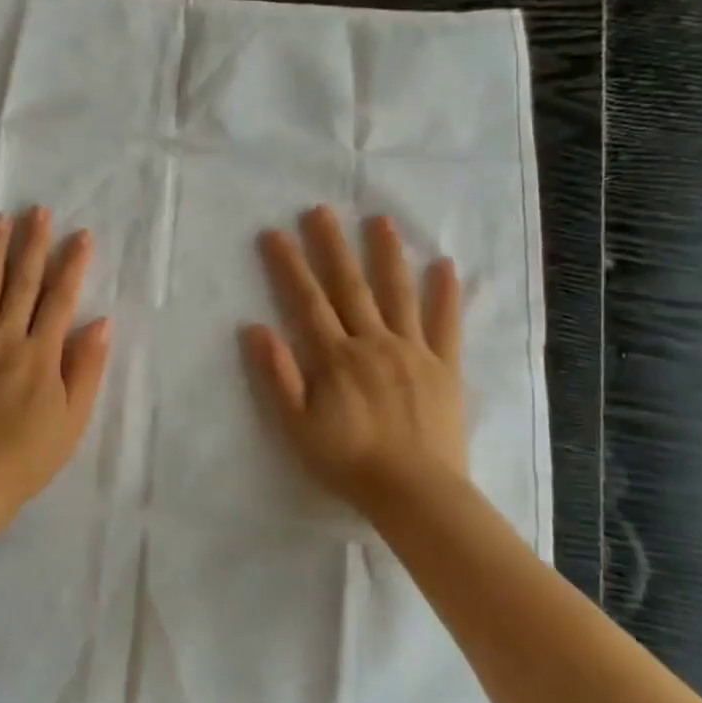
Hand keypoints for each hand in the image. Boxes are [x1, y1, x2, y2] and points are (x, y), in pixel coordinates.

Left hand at [0, 207, 111, 513]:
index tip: (80, 235)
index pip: (60, 300)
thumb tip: (100, 322)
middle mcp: (5, 340)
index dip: (72, 266)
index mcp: (41, 354)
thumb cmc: (31, 455)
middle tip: (38, 210)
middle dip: (32, 245)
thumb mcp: (74, 417)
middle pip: (22, 285)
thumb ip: (87, 367)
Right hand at [245, 206, 467, 513]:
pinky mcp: (444, 366)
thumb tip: (255, 328)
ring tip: (380, 220)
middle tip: (321, 209)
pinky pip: (446, 324)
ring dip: (387, 255)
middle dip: (332, 246)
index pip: (307, 301)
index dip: (289, 266)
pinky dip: (446, 294)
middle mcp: (372, 343)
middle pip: (349, 286)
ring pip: (397, 293)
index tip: (276, 233)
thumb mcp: (297, 427)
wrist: (415, 493)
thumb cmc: (349, 463)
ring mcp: (412, 351)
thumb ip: (277, 376)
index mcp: (335, 357)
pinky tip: (445, 264)